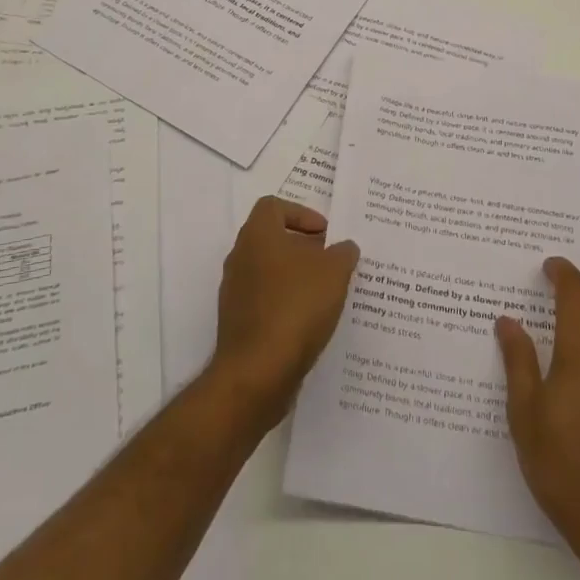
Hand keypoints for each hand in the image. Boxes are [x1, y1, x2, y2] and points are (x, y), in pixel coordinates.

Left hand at [210, 196, 358, 430]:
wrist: (256, 373)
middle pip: (272, 240)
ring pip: (270, 273)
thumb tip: (344, 248)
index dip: (301, 213)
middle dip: (304, 248)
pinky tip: (312, 323)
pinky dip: (287, 305)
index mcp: (257, 236)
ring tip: (328, 294)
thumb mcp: (334, 272)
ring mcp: (235, 293)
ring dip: (297, 278)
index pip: (273, 206)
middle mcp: (240, 258)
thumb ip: (343, 253)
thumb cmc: (295, 307)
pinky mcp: (238, 324)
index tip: (326, 234)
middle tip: (332, 262)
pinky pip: (266, 303)